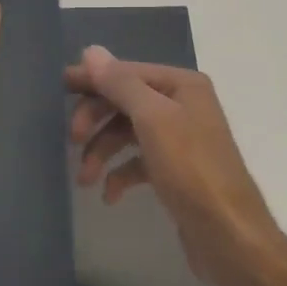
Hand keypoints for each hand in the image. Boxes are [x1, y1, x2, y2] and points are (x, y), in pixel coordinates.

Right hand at [67, 46, 286, 285]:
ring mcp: (180, 141)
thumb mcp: (153, 119)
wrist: (228, 234)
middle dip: (96, 120)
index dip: (93, 79)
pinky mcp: (175, 172)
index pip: (127, 73)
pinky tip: (109, 195)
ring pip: (128, 135)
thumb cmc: (191, 169)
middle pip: (125, 102)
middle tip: (72, 140)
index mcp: (182, 86)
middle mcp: (183, 106)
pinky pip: (138, 163)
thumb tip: (91, 51)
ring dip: (102, 152)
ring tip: (85, 179)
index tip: (59, 87)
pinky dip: (120, 175)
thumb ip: (121, 84)